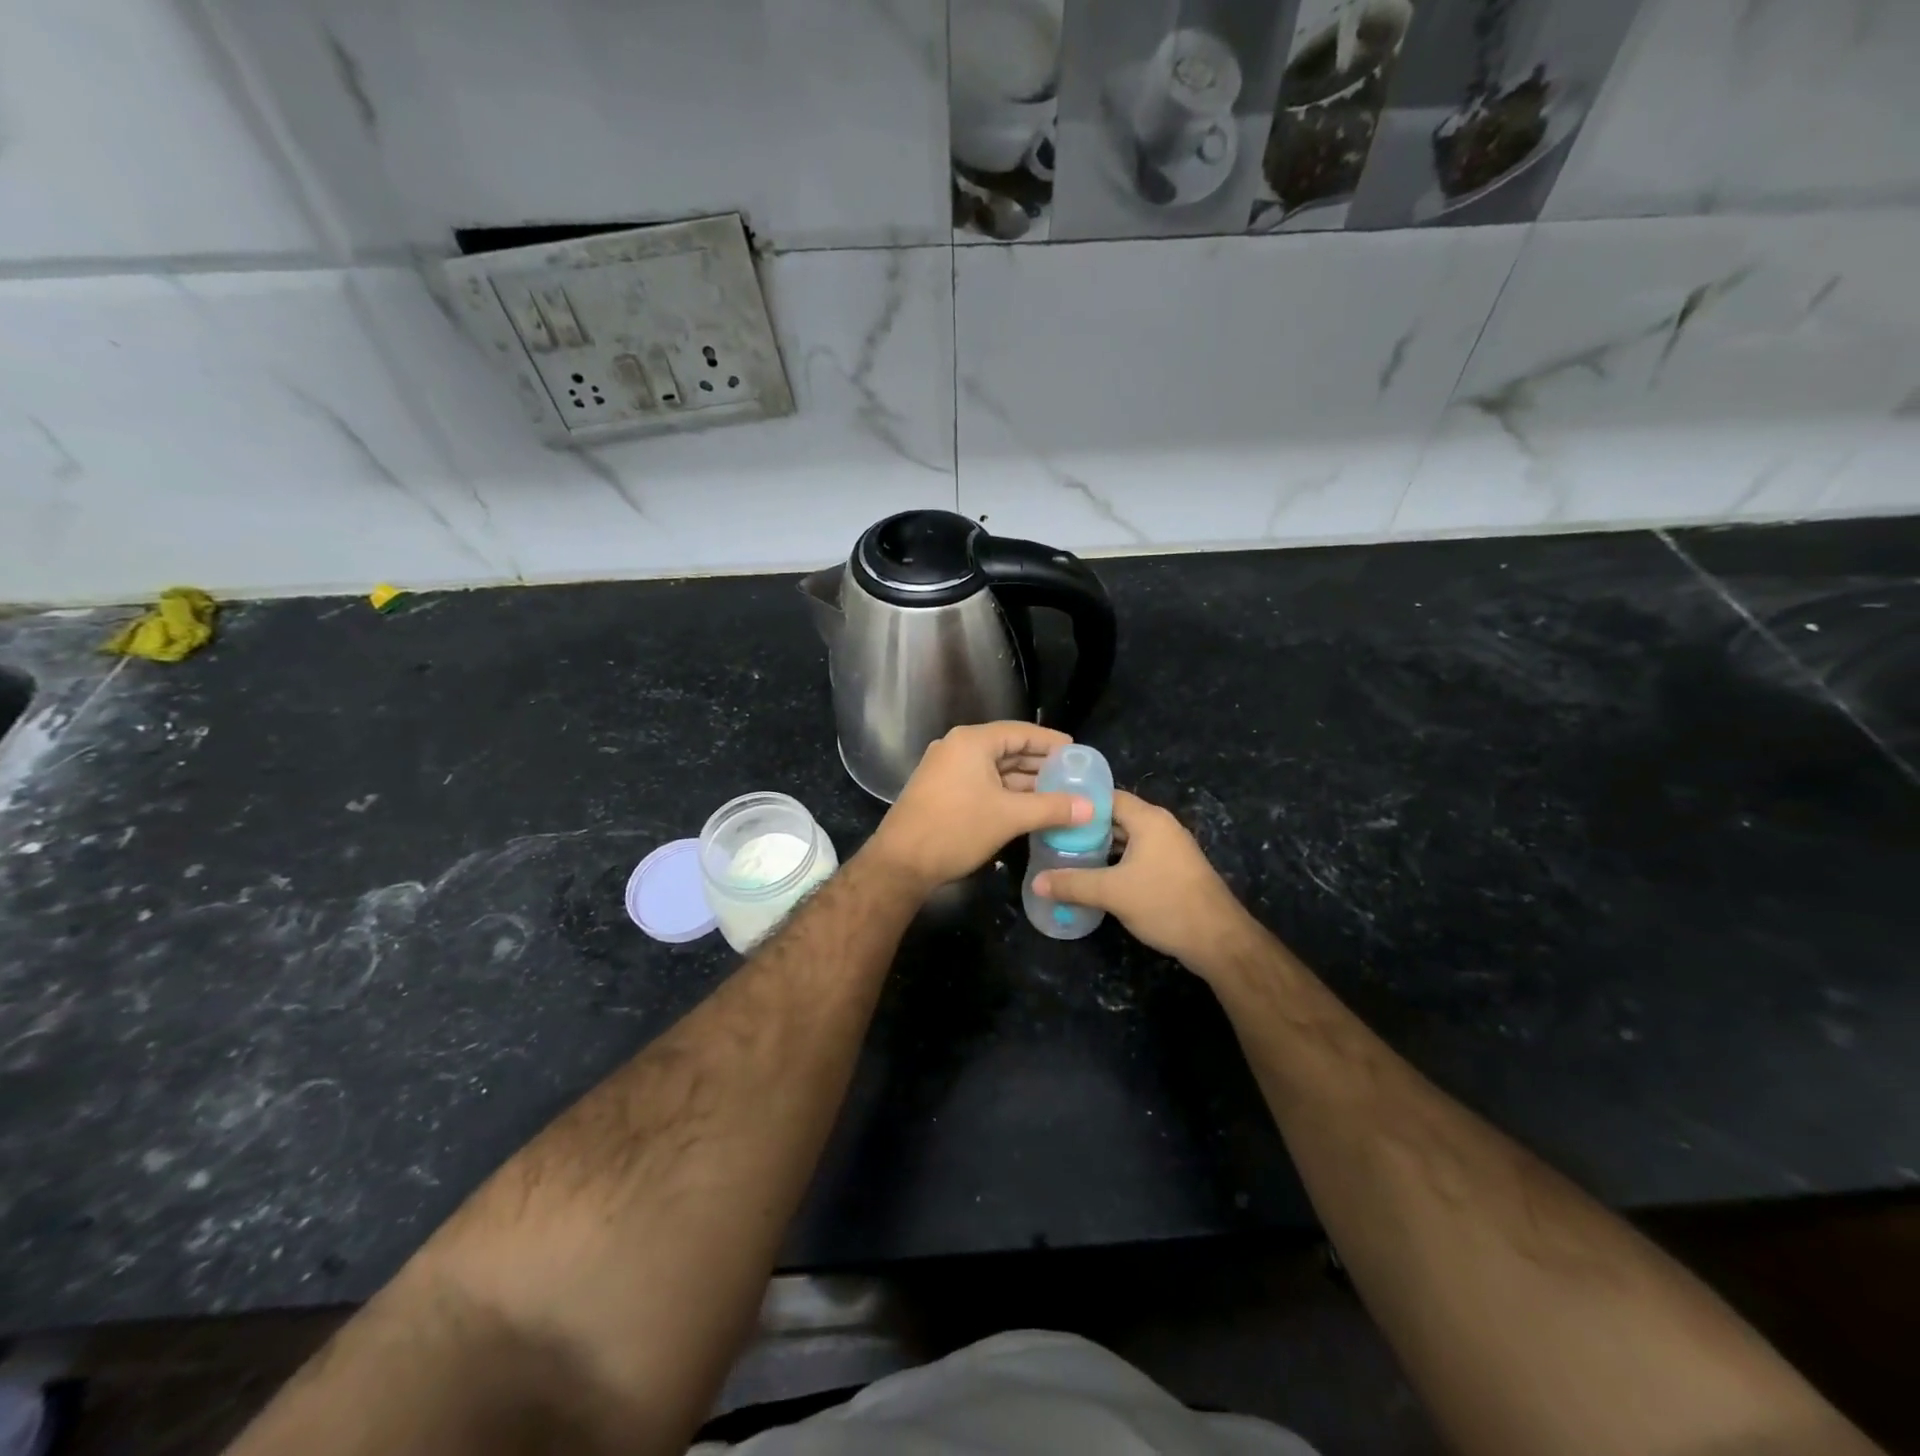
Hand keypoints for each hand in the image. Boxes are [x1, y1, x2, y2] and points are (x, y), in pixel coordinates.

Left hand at [866, 722, 1092, 891]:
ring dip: (1025, 782)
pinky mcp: (942, 791)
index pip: (1020, 731)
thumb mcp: (1009, 817)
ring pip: (995, 770)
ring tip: (1059, 795)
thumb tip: (1092, 807)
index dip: (1050, 742)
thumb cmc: (956, 829)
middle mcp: (957, 748)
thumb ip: (1052, 808)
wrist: (901, 863)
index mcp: (972, 741)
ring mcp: (947, 770)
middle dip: (1040, 765)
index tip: (1077, 752)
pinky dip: (1006, 793)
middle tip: (1073, 777)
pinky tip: (1029, 809)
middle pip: (1007, 749)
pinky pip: (982, 784)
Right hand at [1033, 790, 1249, 967]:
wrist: (1219, 940)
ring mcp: (1170, 848)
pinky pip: (1137, 855)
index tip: (1051, 809)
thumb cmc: (1165, 904)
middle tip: (1052, 835)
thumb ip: (1072, 884)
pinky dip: (1116, 860)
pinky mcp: (1173, 870)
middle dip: (1086, 826)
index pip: (1108, 796)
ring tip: (1067, 854)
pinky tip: (1095, 875)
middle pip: (1116, 817)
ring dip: (1101, 846)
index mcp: (1149, 819)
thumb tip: (1036, 882)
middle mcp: (1161, 826)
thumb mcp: (1112, 893)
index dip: (1079, 801)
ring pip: (1127, 838)